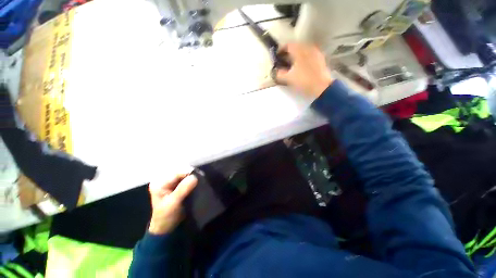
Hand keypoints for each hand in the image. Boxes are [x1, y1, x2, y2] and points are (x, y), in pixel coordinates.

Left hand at [148, 170, 197, 234]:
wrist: (166, 227)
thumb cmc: (166, 216)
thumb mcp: (173, 203)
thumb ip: (182, 189)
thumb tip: (194, 177)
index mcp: (159, 183)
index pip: (176, 172)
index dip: (188, 172)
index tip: (200, 176)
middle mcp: (165, 179)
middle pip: (181, 171)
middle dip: (191, 173)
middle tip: (202, 178)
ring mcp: (171, 181)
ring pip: (185, 174)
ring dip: (193, 176)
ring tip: (201, 179)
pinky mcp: (177, 184)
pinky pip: (187, 178)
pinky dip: (193, 179)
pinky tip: (198, 182)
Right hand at [275, 43, 333, 98]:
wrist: (321, 86)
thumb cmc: (303, 80)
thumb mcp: (288, 78)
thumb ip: (279, 74)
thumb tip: (276, 72)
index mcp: (299, 50)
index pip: (288, 45)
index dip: (280, 50)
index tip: (277, 57)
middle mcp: (308, 47)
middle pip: (296, 47)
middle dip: (289, 53)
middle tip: (284, 61)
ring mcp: (316, 52)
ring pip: (303, 50)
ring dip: (297, 55)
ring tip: (293, 64)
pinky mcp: (321, 58)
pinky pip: (310, 55)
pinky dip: (304, 58)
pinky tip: (302, 67)